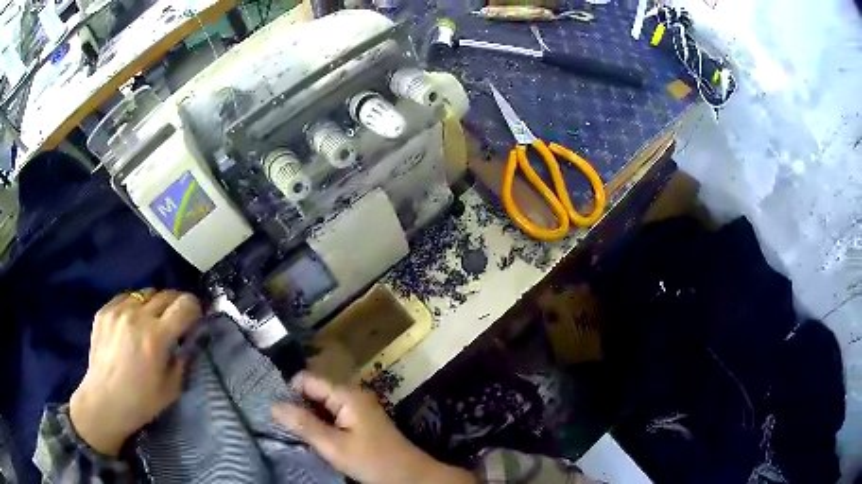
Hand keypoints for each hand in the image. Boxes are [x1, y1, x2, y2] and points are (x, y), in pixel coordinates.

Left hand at [70, 290, 201, 456]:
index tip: (196, 316)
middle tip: (177, 317)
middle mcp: (138, 316)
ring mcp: (118, 311)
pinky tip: (133, 321)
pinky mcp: (104, 311)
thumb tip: (188, 341)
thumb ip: (182, 360)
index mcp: (157, 337)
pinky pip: (126, 298)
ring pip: (145, 293)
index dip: (195, 308)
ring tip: (153, 319)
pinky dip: (135, 305)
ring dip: (155, 304)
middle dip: (177, 304)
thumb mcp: (172, 388)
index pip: (184, 305)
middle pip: (166, 294)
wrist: (105, 401)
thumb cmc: (141, 402)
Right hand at [272, 372, 474, 483]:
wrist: (410, 475)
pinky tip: (317, 440)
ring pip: (321, 404)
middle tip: (288, 429)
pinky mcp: (359, 420)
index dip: (289, 393)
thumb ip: (303, 424)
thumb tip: (272, 405)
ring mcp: (357, 407)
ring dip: (309, 418)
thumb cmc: (372, 460)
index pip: (306, 379)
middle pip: (313, 391)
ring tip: (300, 436)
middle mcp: (351, 394)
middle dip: (298, 407)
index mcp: (346, 394)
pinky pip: (332, 415)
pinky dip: (321, 425)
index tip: (278, 414)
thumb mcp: (333, 445)